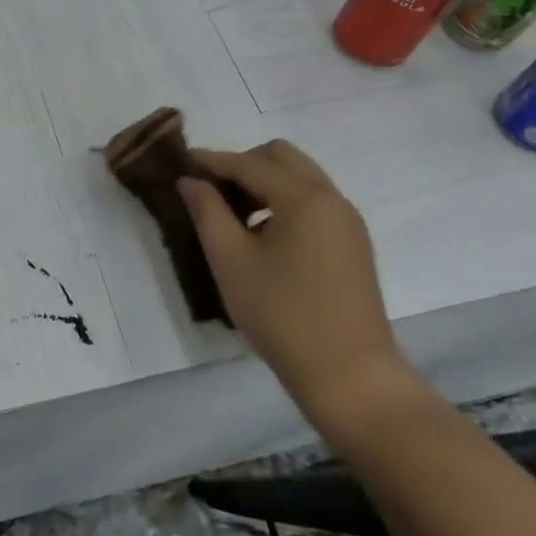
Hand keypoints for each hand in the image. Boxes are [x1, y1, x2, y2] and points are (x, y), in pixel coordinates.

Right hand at [178, 140, 416, 432]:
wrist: (351, 377)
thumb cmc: (283, 315)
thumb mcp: (231, 261)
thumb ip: (207, 211)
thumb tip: (191, 180)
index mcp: (304, 197)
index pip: (249, 163)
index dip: (212, 161)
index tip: (182, 162)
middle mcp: (331, 198)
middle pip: (282, 157)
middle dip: (243, 163)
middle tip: (211, 189)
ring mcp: (347, 222)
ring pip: (300, 178)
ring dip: (264, 182)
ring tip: (232, 214)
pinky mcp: (353, 244)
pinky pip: (313, 202)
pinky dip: (284, 201)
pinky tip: (262, 235)